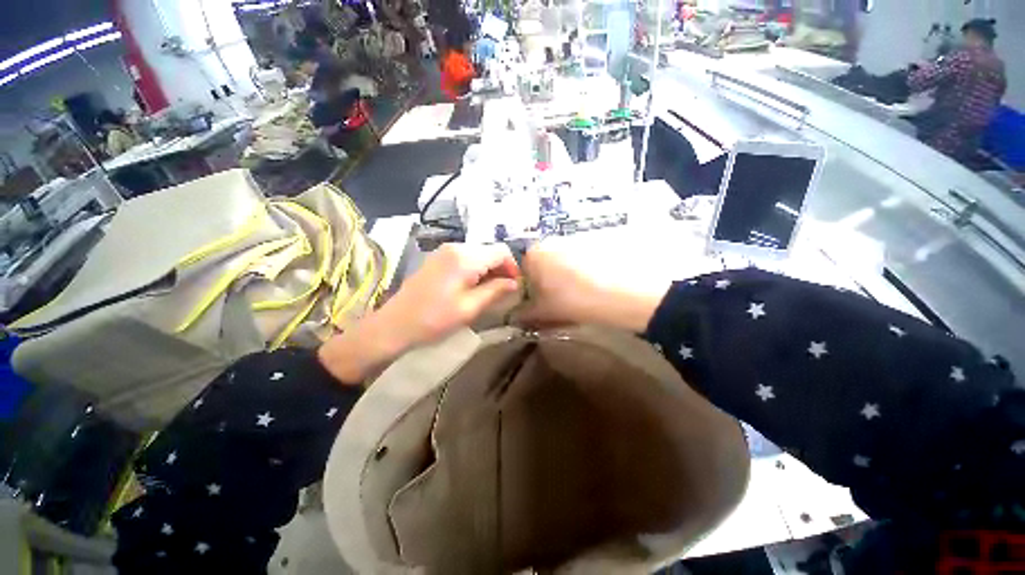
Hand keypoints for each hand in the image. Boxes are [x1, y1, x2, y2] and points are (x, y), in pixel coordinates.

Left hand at [318, 243, 520, 382]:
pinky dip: (475, 270)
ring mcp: (444, 251)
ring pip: (478, 254)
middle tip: (504, 292)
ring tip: (490, 292)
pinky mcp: (437, 259)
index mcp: (465, 257)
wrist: (394, 325)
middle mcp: (456, 247)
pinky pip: (465, 258)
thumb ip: (495, 291)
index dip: (513, 267)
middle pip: (489, 251)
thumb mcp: (470, 308)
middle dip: (501, 269)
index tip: (516, 287)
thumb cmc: (434, 319)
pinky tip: (473, 287)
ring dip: (489, 270)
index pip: (501, 251)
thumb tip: (515, 283)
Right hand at [517, 244, 666, 332]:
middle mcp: (550, 242)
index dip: (528, 292)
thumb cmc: (572, 300)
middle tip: (557, 304)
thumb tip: (515, 318)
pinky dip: (580, 274)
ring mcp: (574, 241)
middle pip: (542, 267)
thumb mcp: (544, 312)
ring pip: (561, 264)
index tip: (539, 306)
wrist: (622, 291)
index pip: (521, 273)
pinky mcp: (594, 244)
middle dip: (546, 286)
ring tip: (577, 297)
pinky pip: (579, 261)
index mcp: (533, 254)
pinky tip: (591, 288)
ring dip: (563, 280)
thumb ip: (525, 314)